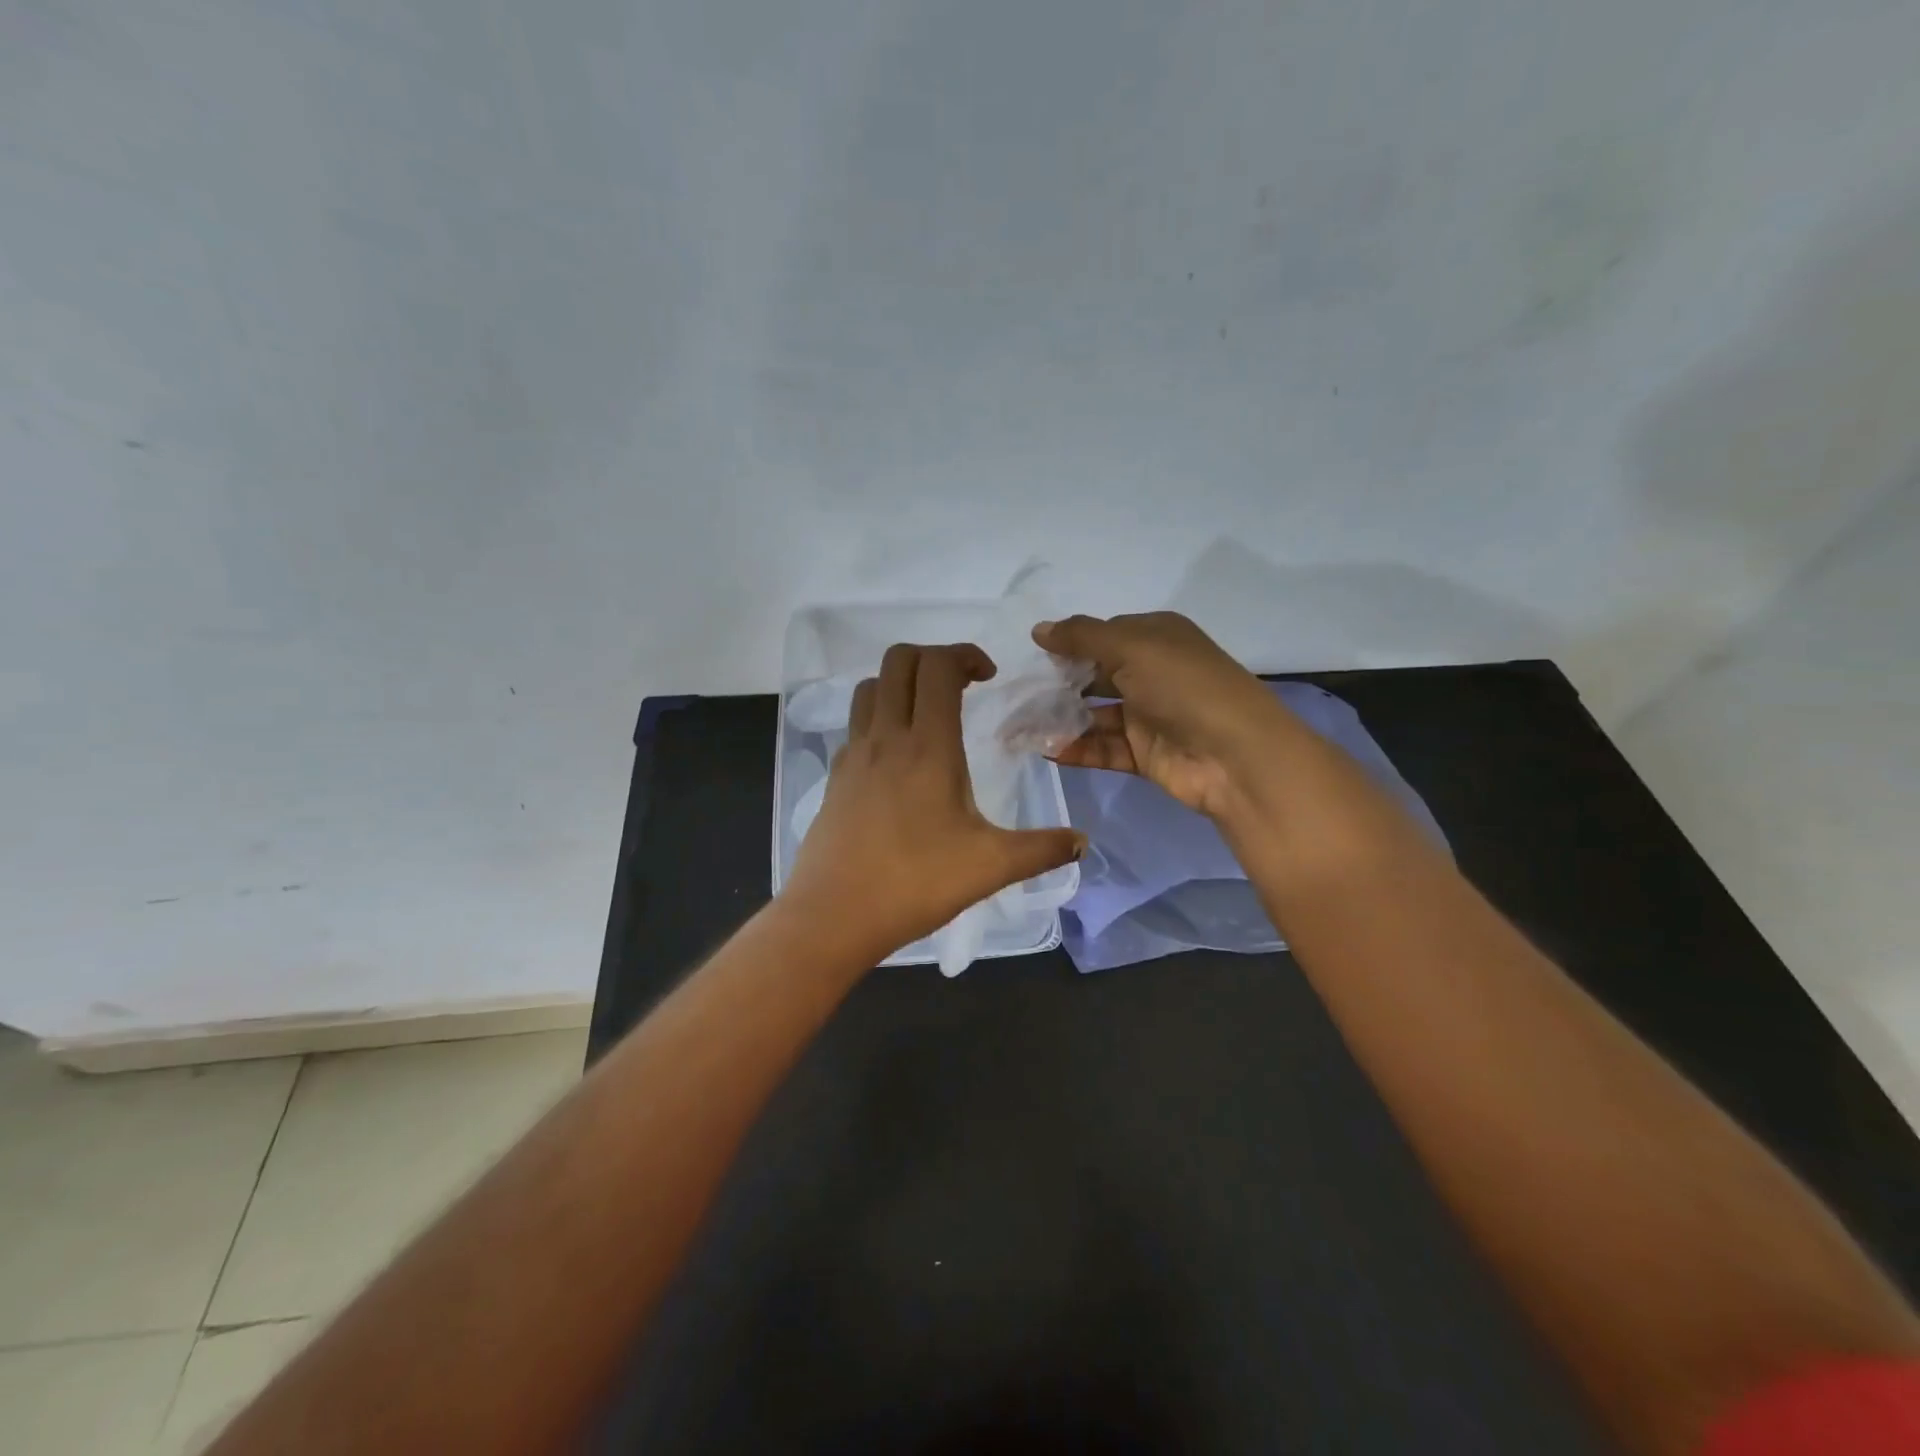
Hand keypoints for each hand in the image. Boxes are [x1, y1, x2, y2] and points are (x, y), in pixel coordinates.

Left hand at [780, 643, 1086, 959]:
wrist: (833, 916)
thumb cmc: (914, 883)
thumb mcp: (990, 867)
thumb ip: (1041, 849)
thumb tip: (1082, 842)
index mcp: (927, 747)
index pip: (938, 666)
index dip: (965, 654)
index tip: (989, 677)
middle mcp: (886, 737)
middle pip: (898, 660)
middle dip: (933, 657)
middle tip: (962, 687)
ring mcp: (854, 755)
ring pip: (870, 687)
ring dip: (901, 683)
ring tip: (928, 714)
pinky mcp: (835, 777)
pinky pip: (856, 725)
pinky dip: (879, 719)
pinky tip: (899, 760)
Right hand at [1032, 612, 1298, 817]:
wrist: (1235, 755)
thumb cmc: (1183, 686)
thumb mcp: (1131, 646)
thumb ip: (1081, 637)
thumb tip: (1038, 629)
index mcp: (1155, 637)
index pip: (1102, 635)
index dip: (1068, 643)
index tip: (1029, 657)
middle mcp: (1152, 672)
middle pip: (1095, 675)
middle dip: (1058, 684)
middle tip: (1016, 695)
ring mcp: (1148, 715)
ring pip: (1094, 714)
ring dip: (1061, 720)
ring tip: (1019, 727)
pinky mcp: (1144, 753)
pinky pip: (1102, 747)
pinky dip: (1076, 748)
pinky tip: (1045, 750)